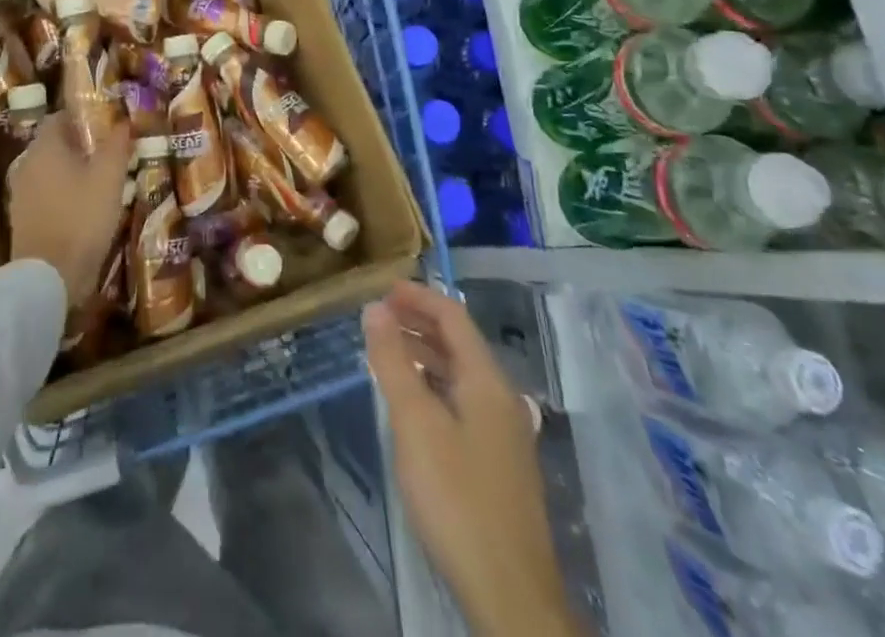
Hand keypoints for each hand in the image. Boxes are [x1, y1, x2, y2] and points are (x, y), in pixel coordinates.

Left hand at [7, 110, 130, 305]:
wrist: (48, 278)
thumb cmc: (81, 218)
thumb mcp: (109, 178)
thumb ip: (116, 145)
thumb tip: (123, 121)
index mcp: (44, 147)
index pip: (59, 117)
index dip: (83, 117)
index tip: (108, 124)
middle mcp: (27, 164)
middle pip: (54, 144)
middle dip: (81, 145)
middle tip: (110, 153)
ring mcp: (21, 194)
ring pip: (50, 171)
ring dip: (72, 171)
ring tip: (102, 181)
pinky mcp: (22, 220)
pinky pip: (46, 194)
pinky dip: (63, 194)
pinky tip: (85, 207)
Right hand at [363, 282, 562, 636]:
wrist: (510, 594)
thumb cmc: (457, 496)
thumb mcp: (414, 423)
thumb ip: (393, 362)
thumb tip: (375, 309)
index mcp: (487, 380)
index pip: (453, 316)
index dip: (418, 296)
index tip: (382, 289)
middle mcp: (502, 398)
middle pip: (460, 343)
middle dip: (419, 322)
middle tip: (378, 318)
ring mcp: (505, 433)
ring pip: (462, 375)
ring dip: (426, 355)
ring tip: (387, 353)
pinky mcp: (500, 464)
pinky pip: (464, 402)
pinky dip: (435, 386)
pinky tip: (414, 405)